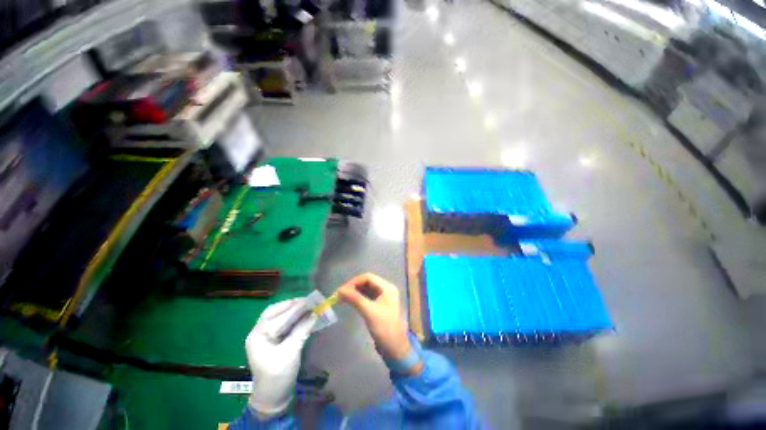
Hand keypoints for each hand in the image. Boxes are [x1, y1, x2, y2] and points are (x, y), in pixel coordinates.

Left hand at [245, 299, 316, 417]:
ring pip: (281, 318)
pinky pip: (285, 325)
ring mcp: (267, 337)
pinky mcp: (275, 341)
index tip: (309, 300)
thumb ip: (302, 330)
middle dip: (293, 306)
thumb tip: (315, 313)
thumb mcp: (290, 352)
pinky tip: (306, 318)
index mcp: (258, 335)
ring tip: (310, 307)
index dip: (293, 306)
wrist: (273, 398)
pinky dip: (295, 320)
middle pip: (277, 313)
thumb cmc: (278, 376)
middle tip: (310, 301)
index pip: (276, 314)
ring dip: (295, 312)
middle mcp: (260, 333)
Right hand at [337, 273, 411, 361]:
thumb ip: (355, 299)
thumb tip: (339, 290)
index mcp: (387, 287)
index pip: (368, 277)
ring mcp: (383, 297)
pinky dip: (358, 298)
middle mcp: (386, 289)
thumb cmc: (384, 328)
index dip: (353, 282)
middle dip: (353, 286)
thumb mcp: (369, 312)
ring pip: (366, 289)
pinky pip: (367, 297)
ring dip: (354, 292)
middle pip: (367, 282)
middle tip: (339, 294)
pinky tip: (349, 301)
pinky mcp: (379, 305)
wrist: (395, 348)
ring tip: (341, 298)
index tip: (341, 290)